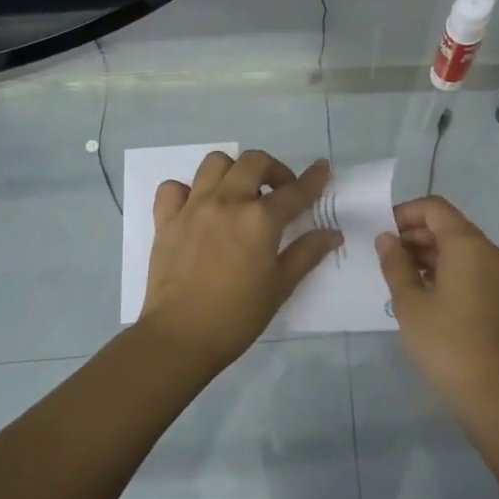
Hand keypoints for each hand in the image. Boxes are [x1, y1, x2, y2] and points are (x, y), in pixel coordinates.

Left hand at [140, 151, 340, 373]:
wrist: (180, 336)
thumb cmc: (238, 316)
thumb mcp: (281, 286)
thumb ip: (307, 253)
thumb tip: (332, 234)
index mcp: (260, 219)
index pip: (295, 191)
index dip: (314, 178)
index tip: (322, 168)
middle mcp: (228, 201)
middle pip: (254, 162)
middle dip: (273, 169)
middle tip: (279, 192)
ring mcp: (193, 207)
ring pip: (215, 163)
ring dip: (233, 171)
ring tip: (239, 193)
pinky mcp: (166, 220)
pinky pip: (173, 187)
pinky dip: (188, 190)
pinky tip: (197, 207)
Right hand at [375, 196, 498, 421]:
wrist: (495, 395)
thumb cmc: (446, 345)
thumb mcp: (410, 304)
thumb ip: (395, 264)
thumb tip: (386, 238)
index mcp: (469, 246)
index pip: (435, 208)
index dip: (405, 213)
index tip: (381, 233)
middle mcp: (491, 252)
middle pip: (450, 226)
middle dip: (416, 234)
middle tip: (385, 257)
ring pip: (462, 248)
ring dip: (430, 254)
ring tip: (400, 277)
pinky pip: (473, 268)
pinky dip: (448, 270)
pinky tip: (425, 293)